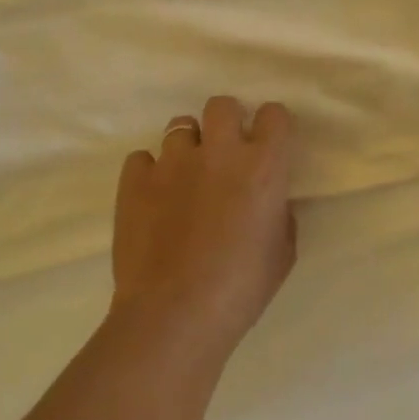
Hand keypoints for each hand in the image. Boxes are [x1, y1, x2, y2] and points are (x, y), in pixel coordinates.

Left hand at [109, 96, 297, 355]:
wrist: (175, 314)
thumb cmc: (242, 287)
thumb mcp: (283, 252)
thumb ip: (280, 213)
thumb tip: (271, 201)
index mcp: (263, 166)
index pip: (274, 114)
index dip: (272, 126)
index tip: (269, 144)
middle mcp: (219, 151)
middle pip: (222, 105)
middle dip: (227, 121)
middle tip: (226, 153)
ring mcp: (172, 162)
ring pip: (179, 127)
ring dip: (188, 147)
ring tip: (186, 177)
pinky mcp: (135, 180)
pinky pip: (142, 158)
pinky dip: (150, 172)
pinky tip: (154, 198)